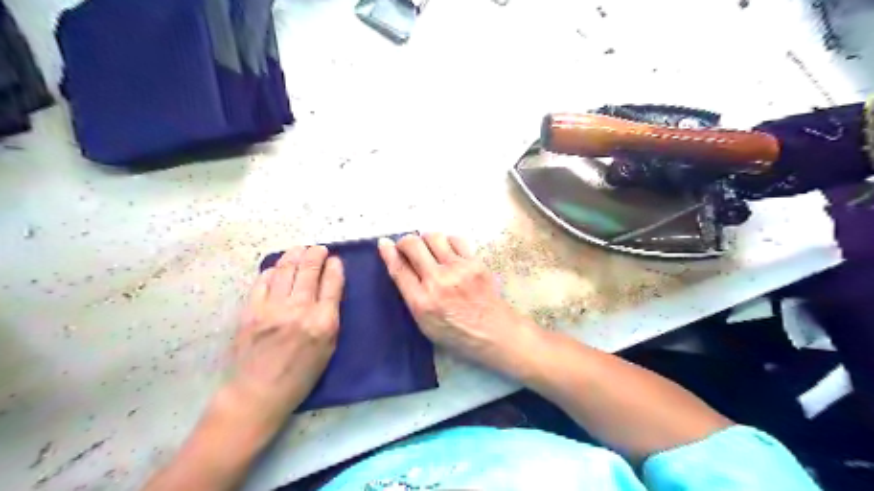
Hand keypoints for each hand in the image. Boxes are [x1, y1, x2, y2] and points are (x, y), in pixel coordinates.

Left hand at [216, 248, 341, 435]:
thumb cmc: (299, 376)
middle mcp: (299, 310)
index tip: (335, 260)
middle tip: (319, 248)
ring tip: (300, 249)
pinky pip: (262, 281)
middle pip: (309, 271)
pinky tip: (277, 268)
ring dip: (295, 255)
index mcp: (323, 322)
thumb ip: (330, 318)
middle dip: (316, 255)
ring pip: (286, 270)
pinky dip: (272, 270)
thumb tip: (328, 292)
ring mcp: (272, 308)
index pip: (332, 284)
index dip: (335, 268)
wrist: (257, 393)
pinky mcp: (250, 310)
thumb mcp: (327, 349)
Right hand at [375, 234, 531, 368]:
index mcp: (421, 302)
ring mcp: (458, 269)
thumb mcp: (424, 323)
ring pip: (434, 236)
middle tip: (408, 247)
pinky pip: (455, 239)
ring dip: (426, 240)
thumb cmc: (455, 332)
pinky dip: (447, 242)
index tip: (384, 243)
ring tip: (430, 250)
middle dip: (405, 242)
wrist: (492, 331)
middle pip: (413, 245)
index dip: (388, 252)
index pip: (398, 269)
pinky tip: (449, 252)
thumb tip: (400, 266)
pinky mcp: (475, 262)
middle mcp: (438, 281)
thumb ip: (411, 295)